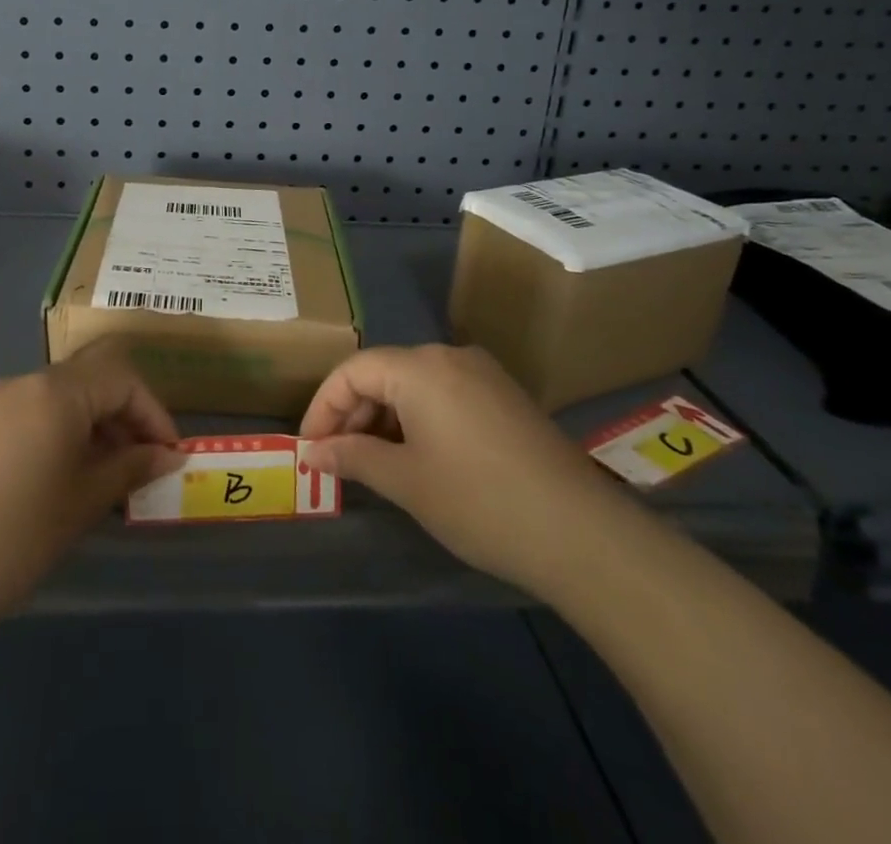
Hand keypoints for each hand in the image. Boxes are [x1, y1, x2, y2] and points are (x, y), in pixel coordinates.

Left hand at [0, 347, 181, 649]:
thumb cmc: (12, 541)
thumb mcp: (83, 503)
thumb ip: (131, 468)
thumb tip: (169, 454)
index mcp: (54, 391)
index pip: (122, 377)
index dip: (153, 411)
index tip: (168, 454)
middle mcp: (22, 382)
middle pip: (90, 377)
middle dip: (124, 413)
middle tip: (141, 462)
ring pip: (59, 395)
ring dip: (92, 424)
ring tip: (105, 476)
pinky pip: (29, 413)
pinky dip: (58, 432)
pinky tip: (59, 478)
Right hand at [299, 344, 633, 597]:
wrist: (581, 533)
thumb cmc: (479, 502)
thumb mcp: (406, 482)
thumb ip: (353, 457)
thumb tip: (311, 452)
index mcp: (420, 367)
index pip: (354, 371)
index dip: (323, 407)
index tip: (309, 448)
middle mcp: (450, 356)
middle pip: (384, 372)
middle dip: (353, 413)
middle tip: (336, 459)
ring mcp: (483, 374)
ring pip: (415, 384)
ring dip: (385, 417)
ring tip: (373, 462)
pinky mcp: (505, 396)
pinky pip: (445, 394)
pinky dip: (418, 418)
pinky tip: (417, 456)